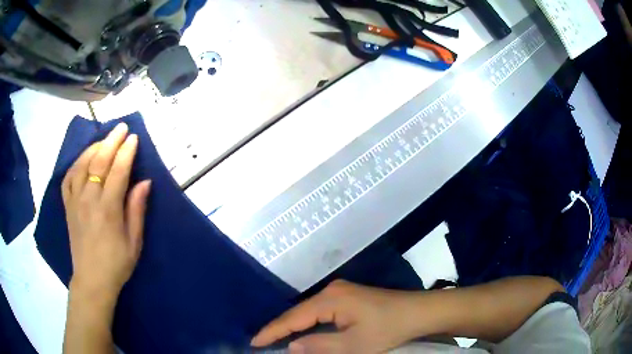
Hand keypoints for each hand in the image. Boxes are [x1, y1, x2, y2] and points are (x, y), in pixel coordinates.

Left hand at [62, 122, 150, 299]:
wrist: (92, 280)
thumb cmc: (116, 264)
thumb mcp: (134, 242)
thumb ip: (137, 210)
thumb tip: (144, 182)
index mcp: (108, 210)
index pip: (117, 172)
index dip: (126, 152)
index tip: (134, 137)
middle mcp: (89, 200)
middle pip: (99, 162)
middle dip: (111, 141)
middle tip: (121, 127)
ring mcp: (75, 201)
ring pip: (82, 165)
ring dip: (94, 148)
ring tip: (104, 139)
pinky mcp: (67, 206)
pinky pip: (68, 177)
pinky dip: (76, 163)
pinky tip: (83, 159)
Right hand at [251, 280, 419, 352]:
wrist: (418, 312)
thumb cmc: (387, 329)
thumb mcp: (353, 345)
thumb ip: (319, 346)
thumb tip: (291, 345)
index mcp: (330, 299)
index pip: (293, 318)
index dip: (272, 331)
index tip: (253, 342)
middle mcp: (332, 290)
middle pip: (298, 312)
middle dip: (280, 328)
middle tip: (262, 342)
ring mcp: (341, 291)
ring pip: (309, 311)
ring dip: (294, 325)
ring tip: (276, 339)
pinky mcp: (348, 296)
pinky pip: (320, 310)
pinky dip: (309, 322)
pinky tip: (303, 330)